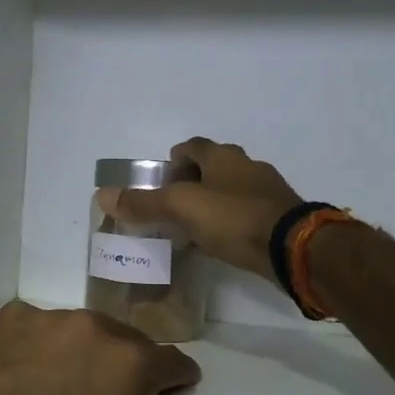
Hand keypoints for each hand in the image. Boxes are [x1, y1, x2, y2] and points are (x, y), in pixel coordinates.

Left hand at [0, 301, 298, 394]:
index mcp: (134, 363)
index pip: (173, 367)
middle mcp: (98, 324)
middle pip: (127, 348)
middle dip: (120, 377)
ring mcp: (49, 315)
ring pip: (82, 334)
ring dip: (78, 359)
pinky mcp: (8, 316)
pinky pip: (38, 326)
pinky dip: (37, 347)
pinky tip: (18, 381)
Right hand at [100, 137, 302, 281]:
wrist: (293, 248)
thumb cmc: (233, 218)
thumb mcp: (181, 208)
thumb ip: (144, 203)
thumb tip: (101, 194)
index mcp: (223, 156)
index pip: (192, 146)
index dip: (173, 160)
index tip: (160, 181)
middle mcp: (247, 166)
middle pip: (213, 167)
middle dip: (192, 182)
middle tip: (173, 206)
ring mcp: (267, 192)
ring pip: (231, 190)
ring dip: (212, 202)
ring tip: (193, 227)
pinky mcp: (279, 217)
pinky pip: (246, 213)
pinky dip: (230, 222)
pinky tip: (221, 242)